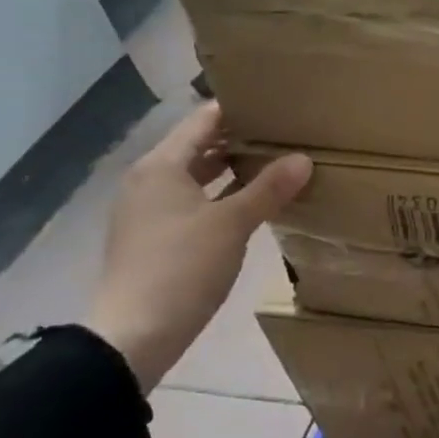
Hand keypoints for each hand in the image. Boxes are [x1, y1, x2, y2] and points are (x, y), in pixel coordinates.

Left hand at [84, 103, 312, 393]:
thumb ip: (268, 189)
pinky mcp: (154, 237)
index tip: (276, 103)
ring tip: (276, 164)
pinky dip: (220, 195)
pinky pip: (193, 201)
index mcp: (161, 167)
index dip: (237, 109)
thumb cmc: (182, 267)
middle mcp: (149, 181)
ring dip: (231, 169)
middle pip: (198, 147)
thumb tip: (303, 158)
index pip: (203, 121)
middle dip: (239, 139)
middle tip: (285, 133)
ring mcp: (148, 210)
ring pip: (196, 177)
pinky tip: (251, 204)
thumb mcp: (232, 224)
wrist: (135, 334)